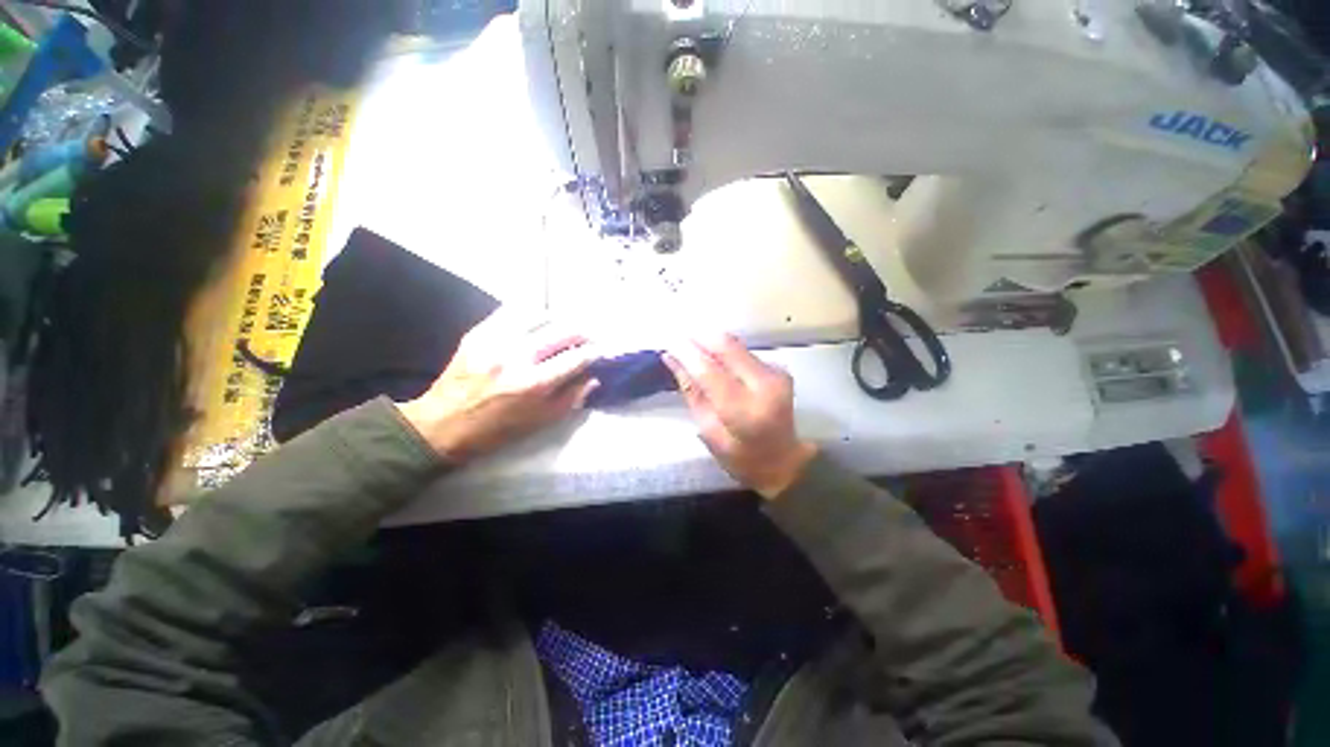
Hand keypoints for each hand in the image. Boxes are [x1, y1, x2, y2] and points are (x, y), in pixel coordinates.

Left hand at [396, 309, 599, 461]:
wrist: (441, 424)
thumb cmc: (497, 430)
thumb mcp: (541, 422)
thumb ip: (571, 398)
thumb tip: (593, 377)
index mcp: (533, 384)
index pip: (575, 358)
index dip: (594, 352)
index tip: (601, 351)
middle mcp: (517, 356)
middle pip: (562, 330)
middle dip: (582, 333)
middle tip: (587, 339)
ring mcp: (495, 340)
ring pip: (539, 314)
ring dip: (558, 321)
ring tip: (562, 330)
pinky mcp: (478, 333)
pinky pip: (512, 311)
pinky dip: (531, 315)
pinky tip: (536, 324)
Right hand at [664, 335, 816, 499]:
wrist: (784, 459)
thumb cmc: (740, 456)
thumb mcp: (708, 431)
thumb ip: (691, 392)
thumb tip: (671, 358)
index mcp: (745, 411)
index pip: (710, 371)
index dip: (686, 353)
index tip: (667, 343)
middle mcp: (765, 385)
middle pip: (726, 347)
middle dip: (699, 338)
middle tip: (677, 338)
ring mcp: (776, 373)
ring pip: (735, 344)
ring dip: (711, 343)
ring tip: (691, 347)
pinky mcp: (778, 368)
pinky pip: (744, 351)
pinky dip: (724, 351)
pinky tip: (713, 359)